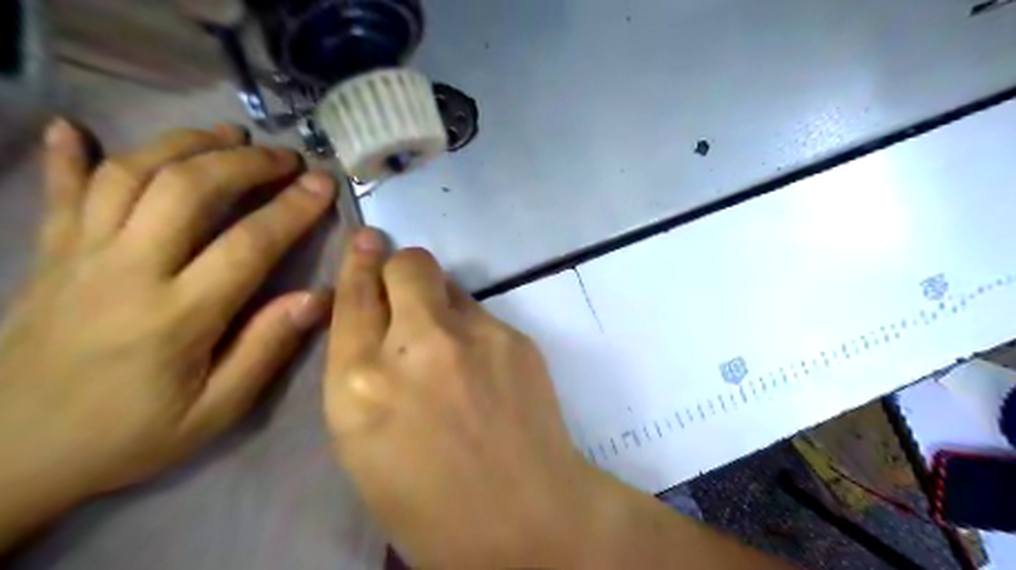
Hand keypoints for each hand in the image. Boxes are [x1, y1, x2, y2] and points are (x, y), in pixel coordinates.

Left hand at [1, 118, 333, 541]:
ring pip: (131, 175)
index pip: (248, 244)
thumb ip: (266, 349)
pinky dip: (67, 156)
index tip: (323, 184)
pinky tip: (75, 128)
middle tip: (285, 156)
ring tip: (227, 135)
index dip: (292, 209)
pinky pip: (58, 193)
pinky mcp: (50, 255)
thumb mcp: (215, 410)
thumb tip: (316, 298)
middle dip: (244, 162)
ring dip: (184, 144)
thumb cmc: (128, 435)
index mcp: (178, 315)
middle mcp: (127, 270)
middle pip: (187, 190)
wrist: (8, 456)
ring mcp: (81, 256)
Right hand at [324, 231, 601, 568]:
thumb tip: (378, 323)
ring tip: (450, 345)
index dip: (357, 266)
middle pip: (407, 264)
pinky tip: (484, 368)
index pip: (352, 298)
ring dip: (439, 301)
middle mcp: (414, 346)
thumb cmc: (429, 502)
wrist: (525, 517)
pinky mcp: (514, 336)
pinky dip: (472, 328)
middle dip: (401, 267)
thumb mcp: (364, 443)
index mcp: (359, 385)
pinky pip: (481, 312)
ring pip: (448, 284)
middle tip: (407, 289)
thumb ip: (364, 374)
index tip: (366, 243)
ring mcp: (472, 335)